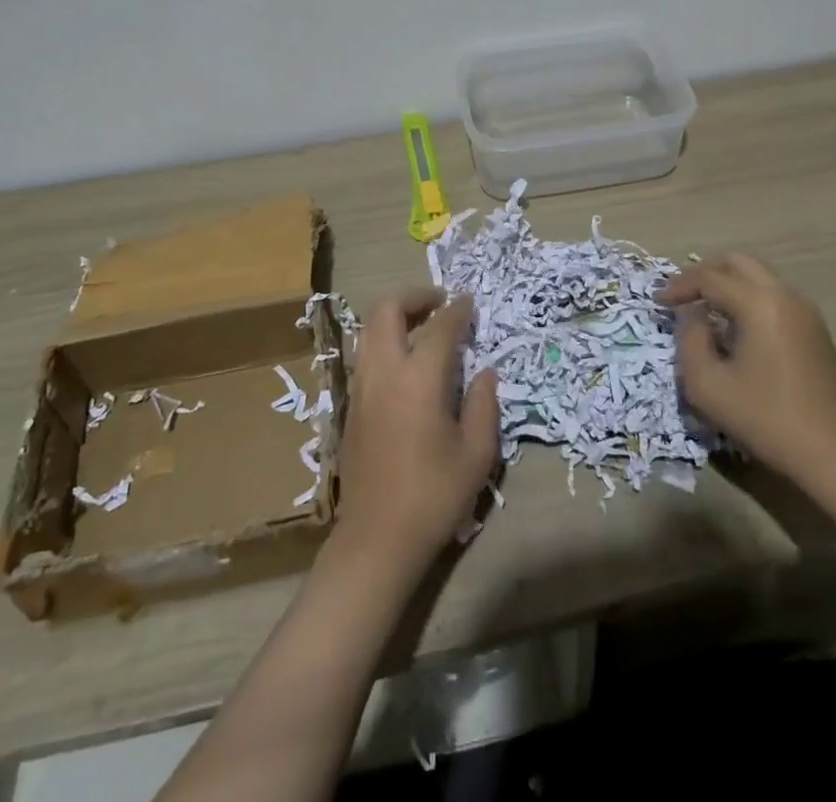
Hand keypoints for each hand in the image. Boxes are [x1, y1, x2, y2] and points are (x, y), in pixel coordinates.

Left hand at [333, 287, 499, 574]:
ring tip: (420, 324)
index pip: (440, 327)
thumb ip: (483, 405)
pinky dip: (383, 340)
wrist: (377, 538)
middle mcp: (384, 372)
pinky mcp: (350, 405)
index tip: (470, 302)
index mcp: (419, 380)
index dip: (458, 310)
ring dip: (393, 316)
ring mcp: (361, 387)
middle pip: (387, 310)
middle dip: (413, 296)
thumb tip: (485, 372)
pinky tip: (404, 361)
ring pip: (368, 329)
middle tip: (439, 302)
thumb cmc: (434, 496)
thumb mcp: (476, 454)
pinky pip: (364, 354)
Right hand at [660, 253, 835, 485]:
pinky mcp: (815, 329)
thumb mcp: (707, 385)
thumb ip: (689, 339)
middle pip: (737, 262)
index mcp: (758, 303)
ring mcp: (805, 311)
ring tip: (705, 312)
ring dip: (728, 285)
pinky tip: (735, 330)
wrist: (834, 455)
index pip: (709, 277)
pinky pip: (773, 296)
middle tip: (682, 296)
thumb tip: (693, 316)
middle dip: (704, 274)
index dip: (678, 286)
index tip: (658, 303)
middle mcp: (784, 295)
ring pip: (758, 277)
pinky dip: (748, 299)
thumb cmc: (765, 418)